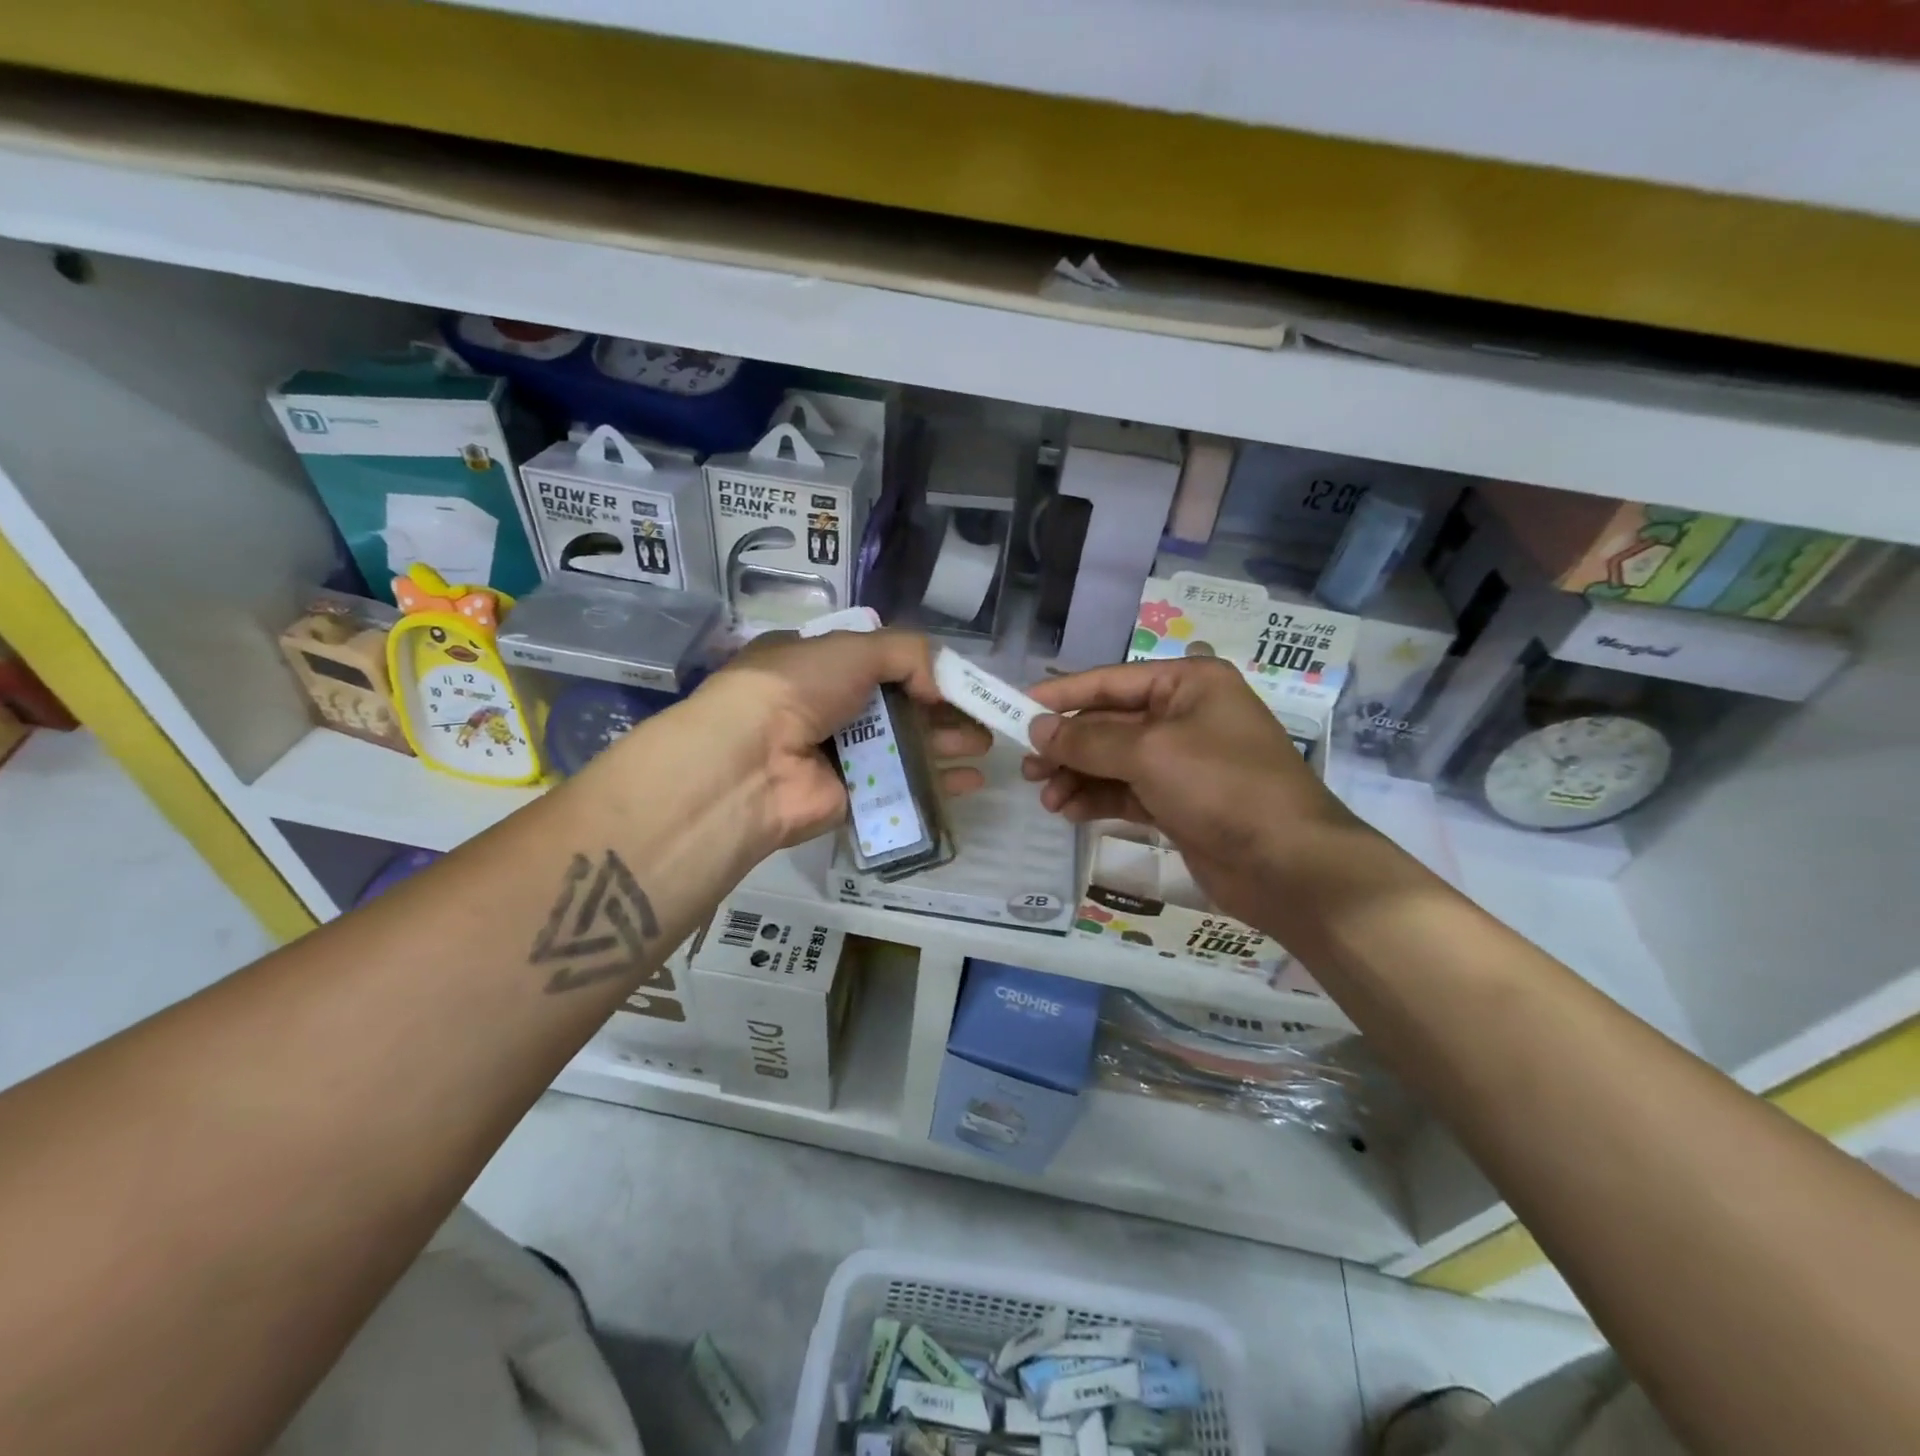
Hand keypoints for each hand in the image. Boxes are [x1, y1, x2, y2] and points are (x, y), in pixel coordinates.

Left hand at [691, 629, 989, 848]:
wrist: (753, 761)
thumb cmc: (799, 688)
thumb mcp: (854, 648)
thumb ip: (908, 654)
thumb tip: (939, 687)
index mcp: (819, 665)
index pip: (879, 664)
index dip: (921, 670)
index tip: (959, 680)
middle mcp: (829, 708)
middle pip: (899, 708)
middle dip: (943, 711)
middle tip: (984, 716)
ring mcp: (840, 755)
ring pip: (905, 747)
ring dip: (946, 744)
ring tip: (986, 745)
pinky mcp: (853, 797)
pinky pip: (903, 787)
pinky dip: (937, 784)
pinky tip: (972, 782)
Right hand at [1022, 657, 1369, 931]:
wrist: (1288, 865)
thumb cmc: (1222, 787)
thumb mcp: (1149, 753)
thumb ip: (1088, 740)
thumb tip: (1038, 728)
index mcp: (1188, 684)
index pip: (1110, 681)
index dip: (1062, 695)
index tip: (1017, 708)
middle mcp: (1186, 715)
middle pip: (1109, 724)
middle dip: (1068, 746)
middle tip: (1027, 769)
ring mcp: (1184, 762)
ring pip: (1114, 761)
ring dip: (1078, 777)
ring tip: (1046, 798)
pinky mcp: (1180, 802)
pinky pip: (1127, 791)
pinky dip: (1098, 799)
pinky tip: (1069, 813)